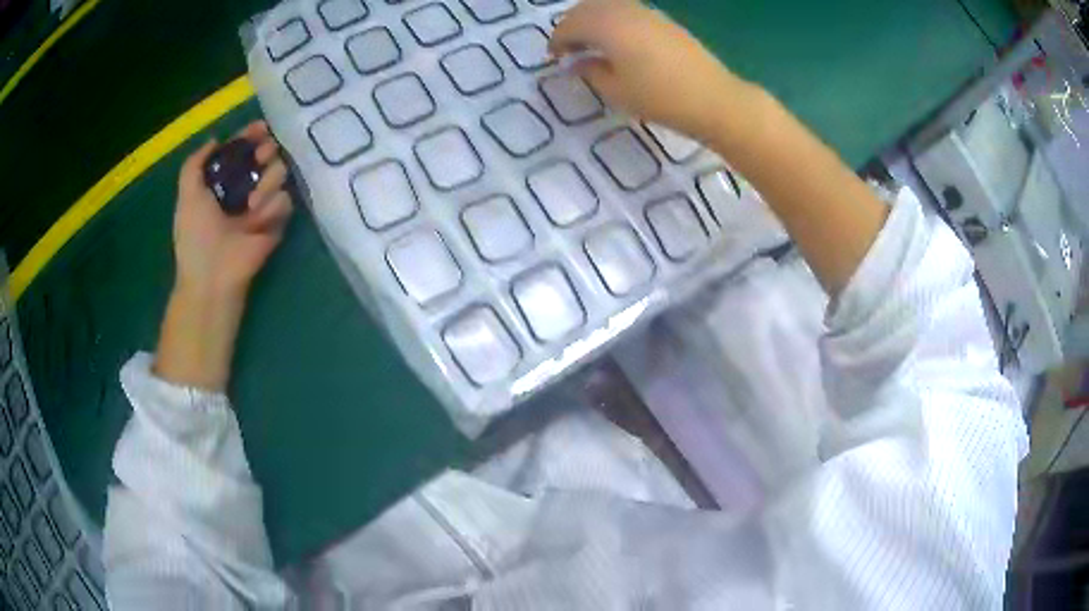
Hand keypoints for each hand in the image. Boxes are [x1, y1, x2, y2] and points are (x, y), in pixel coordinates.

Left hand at [154, 121, 292, 391]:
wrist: (214, 275)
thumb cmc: (196, 236)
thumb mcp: (187, 195)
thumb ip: (195, 163)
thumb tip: (214, 140)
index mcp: (223, 182)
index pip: (241, 151)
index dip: (250, 136)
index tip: (259, 128)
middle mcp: (244, 188)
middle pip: (266, 156)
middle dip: (266, 151)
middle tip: (263, 154)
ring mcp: (262, 205)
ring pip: (280, 174)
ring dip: (268, 181)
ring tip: (251, 204)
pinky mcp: (277, 222)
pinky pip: (285, 200)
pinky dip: (273, 207)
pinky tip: (258, 221)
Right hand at [550, 0, 753, 141]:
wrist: (712, 98)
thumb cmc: (659, 98)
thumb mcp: (616, 91)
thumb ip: (590, 71)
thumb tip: (575, 62)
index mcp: (607, 25)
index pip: (570, 25)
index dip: (557, 41)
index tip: (553, 58)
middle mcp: (624, 11)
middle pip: (587, 8)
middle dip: (572, 25)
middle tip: (568, 47)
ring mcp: (647, 12)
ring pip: (608, 5)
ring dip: (593, 19)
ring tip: (591, 43)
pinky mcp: (663, 20)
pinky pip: (628, 11)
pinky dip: (613, 20)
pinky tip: (618, 40)